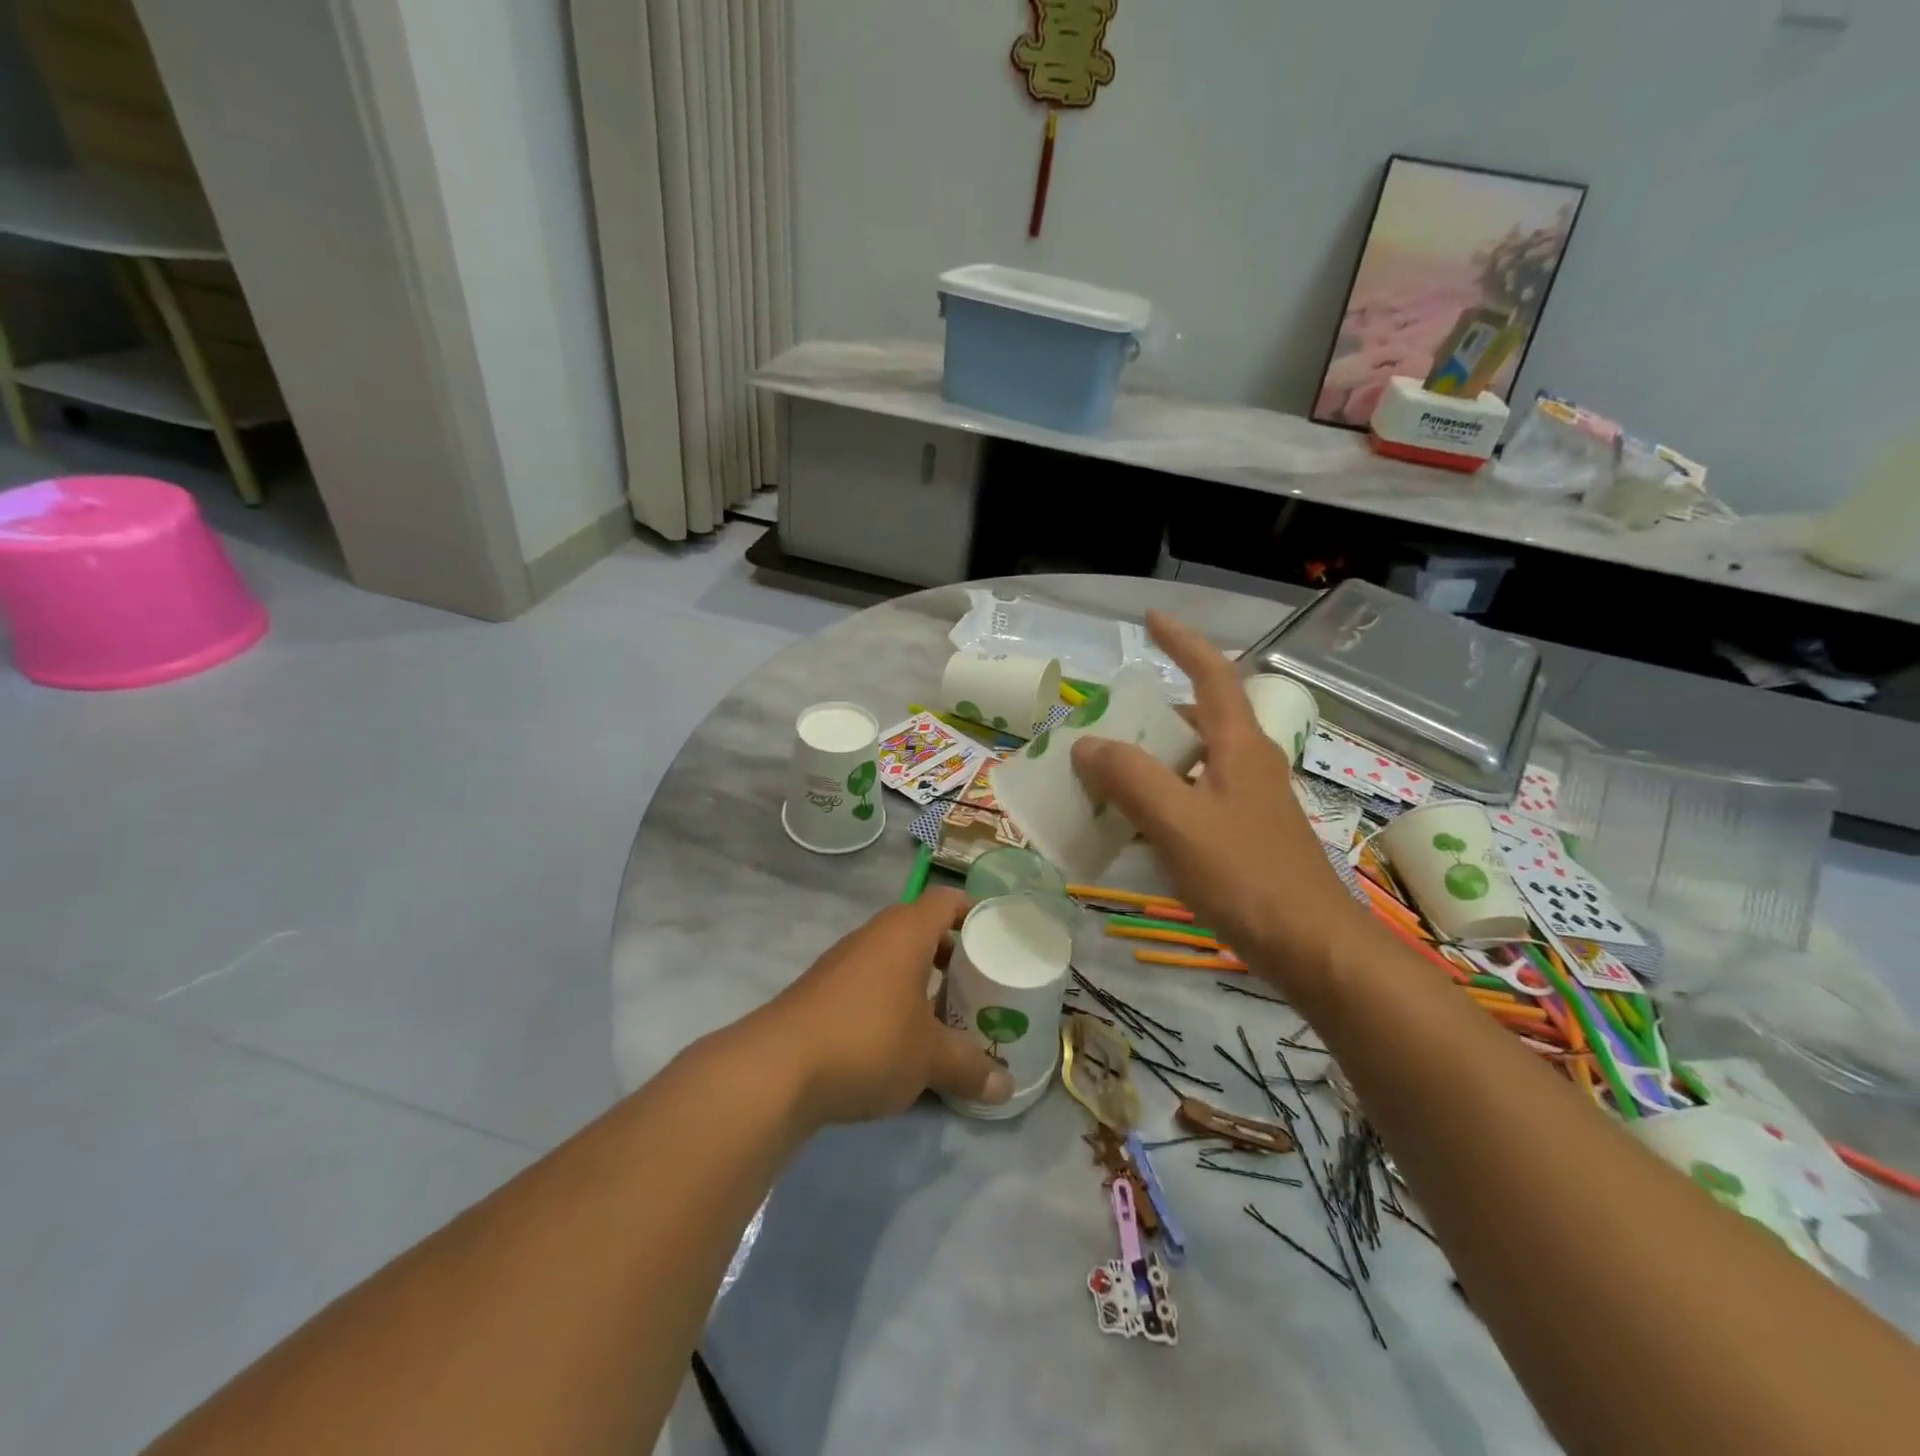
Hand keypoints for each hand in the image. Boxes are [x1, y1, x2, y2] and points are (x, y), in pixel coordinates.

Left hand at [755, 888, 1012, 1125]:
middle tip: (980, 984)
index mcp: (905, 932)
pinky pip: (871, 984)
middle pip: (921, 929)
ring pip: (894, 959)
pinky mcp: (822, 993)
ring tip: (947, 1016)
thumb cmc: (868, 1042)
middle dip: (952, 954)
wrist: (776, 1069)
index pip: (946, 900)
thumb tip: (1006, 1088)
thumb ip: (970, 1067)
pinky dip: (892, 1000)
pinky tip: (902, 1040)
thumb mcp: (929, 1058)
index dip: (974, 911)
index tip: (998, 935)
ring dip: (921, 981)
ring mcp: (843, 963)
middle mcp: (873, 936)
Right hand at [1070, 611, 1376, 999]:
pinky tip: (1132, 827)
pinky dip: (1160, 799)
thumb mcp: (1179, 823)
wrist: (1312, 947)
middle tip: (1104, 724)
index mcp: (1238, 746)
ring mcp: (1248, 802)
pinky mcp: (1244, 835)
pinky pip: (1193, 799)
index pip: (1213, 673)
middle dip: (1151, 714)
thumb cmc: (1247, 876)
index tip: (1149, 619)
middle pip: (1198, 718)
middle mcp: (1247, 764)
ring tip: (1104, 775)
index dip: (1182, 641)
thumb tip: (1086, 745)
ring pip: (1193, 762)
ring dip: (1151, 760)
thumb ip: (1130, 779)